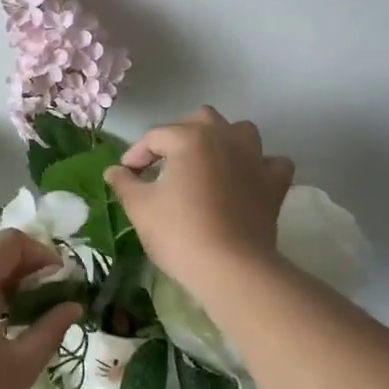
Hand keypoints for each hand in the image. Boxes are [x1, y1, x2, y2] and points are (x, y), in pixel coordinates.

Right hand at [104, 107, 293, 293]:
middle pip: (200, 120)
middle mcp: (225, 138)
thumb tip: (114, 171)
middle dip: (180, 135)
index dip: (136, 154)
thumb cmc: (179, 232)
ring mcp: (254, 159)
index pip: (155, 136)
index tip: (126, 176)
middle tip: (164, 163)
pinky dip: (259, 166)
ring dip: (222, 141)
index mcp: (189, 138)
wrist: (231, 268)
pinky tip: (245, 180)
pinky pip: (271, 163)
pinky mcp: (274, 184)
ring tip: (206, 163)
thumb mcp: (140, 207)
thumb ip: (124, 183)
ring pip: (240, 132)